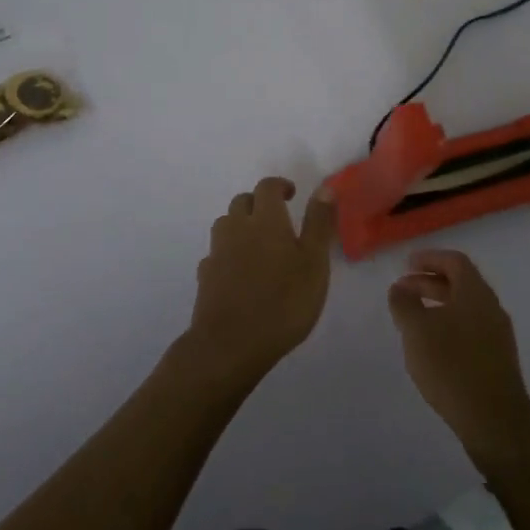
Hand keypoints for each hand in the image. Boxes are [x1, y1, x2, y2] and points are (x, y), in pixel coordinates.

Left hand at [181, 177, 336, 390]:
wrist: (231, 344)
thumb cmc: (283, 302)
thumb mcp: (314, 263)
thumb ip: (318, 224)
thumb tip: (324, 188)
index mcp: (265, 220)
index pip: (267, 187)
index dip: (279, 185)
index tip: (291, 194)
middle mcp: (236, 228)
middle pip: (242, 202)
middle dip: (258, 204)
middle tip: (278, 220)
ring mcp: (217, 252)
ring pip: (225, 225)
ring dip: (240, 226)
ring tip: (258, 244)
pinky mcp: (205, 277)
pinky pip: (216, 254)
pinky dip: (228, 254)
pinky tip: (238, 272)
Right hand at [388, 249, 529, 466]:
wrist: (494, 421)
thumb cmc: (452, 365)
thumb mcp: (417, 330)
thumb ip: (404, 303)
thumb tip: (400, 288)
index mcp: (476, 293)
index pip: (454, 261)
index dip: (429, 258)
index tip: (406, 264)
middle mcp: (491, 308)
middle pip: (460, 283)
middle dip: (429, 282)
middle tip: (403, 290)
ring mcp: (498, 335)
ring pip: (465, 308)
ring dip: (438, 306)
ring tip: (413, 318)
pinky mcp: (497, 360)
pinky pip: (470, 329)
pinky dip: (448, 326)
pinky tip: (432, 346)